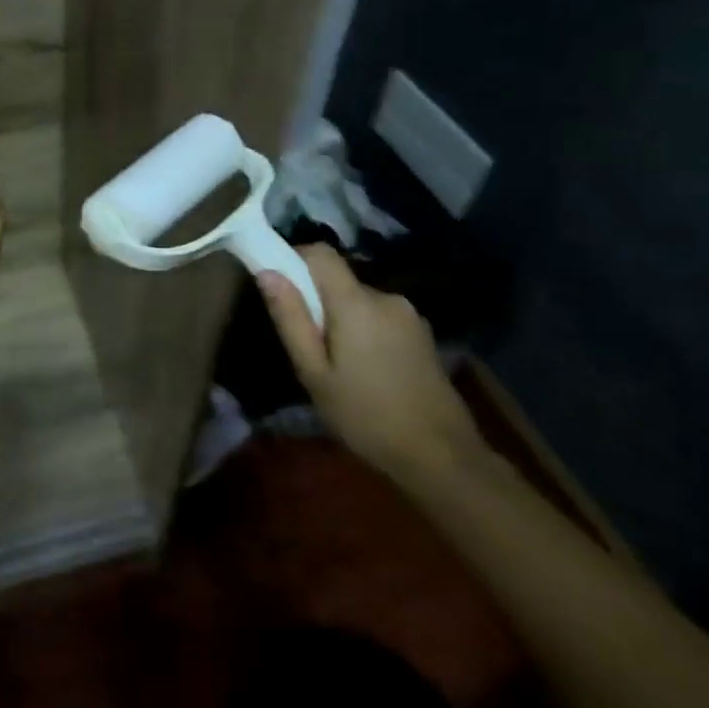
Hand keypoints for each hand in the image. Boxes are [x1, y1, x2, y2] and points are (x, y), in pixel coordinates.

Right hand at [257, 245, 485, 481]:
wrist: (440, 455)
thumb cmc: (365, 415)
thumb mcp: (314, 373)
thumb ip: (291, 318)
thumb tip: (267, 272)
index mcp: (356, 302)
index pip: (320, 253)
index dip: (294, 258)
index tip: (278, 287)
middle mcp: (385, 297)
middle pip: (339, 280)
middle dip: (317, 301)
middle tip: (307, 347)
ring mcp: (409, 314)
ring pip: (358, 301)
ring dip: (341, 319)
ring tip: (336, 366)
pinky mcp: (421, 333)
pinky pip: (379, 317)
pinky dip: (363, 331)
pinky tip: (365, 371)